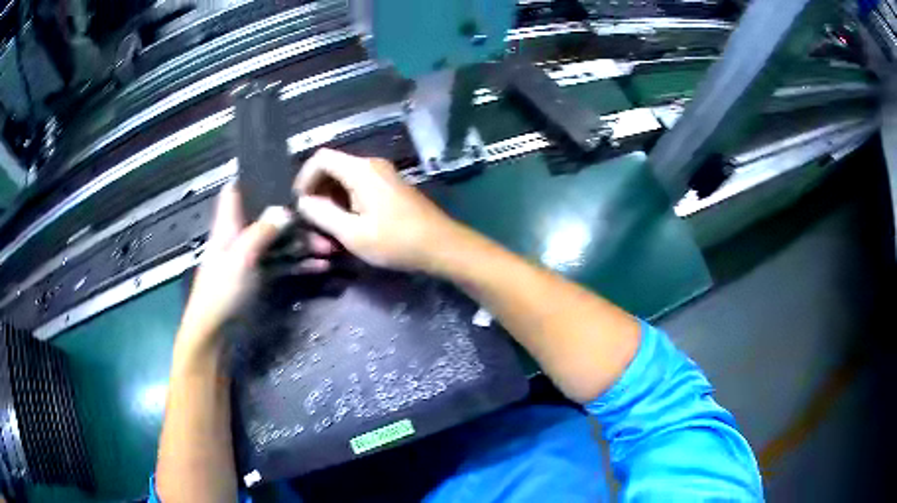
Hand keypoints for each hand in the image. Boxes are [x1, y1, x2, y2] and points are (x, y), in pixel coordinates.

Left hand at [177, 183, 331, 355]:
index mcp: (228, 226)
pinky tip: (321, 267)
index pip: (235, 192)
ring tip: (330, 249)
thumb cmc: (221, 291)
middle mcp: (240, 238)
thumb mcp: (240, 258)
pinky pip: (283, 265)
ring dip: (302, 244)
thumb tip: (284, 209)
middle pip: (267, 218)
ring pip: (279, 243)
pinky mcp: (260, 278)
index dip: (252, 179)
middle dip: (294, 218)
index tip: (280, 172)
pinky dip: (299, 264)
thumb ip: (261, 232)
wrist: (215, 333)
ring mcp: (251, 259)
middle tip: (323, 220)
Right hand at [294, 149, 460, 271]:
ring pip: (345, 177)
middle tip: (312, 219)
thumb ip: (322, 215)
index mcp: (361, 170)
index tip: (299, 204)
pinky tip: (347, 223)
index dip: (304, 178)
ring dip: (331, 198)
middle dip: (317, 190)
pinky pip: (359, 185)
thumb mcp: (352, 233)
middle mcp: (371, 164)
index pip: (321, 158)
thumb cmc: (396, 241)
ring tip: (327, 225)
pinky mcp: (390, 186)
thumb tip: (303, 202)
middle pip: (332, 167)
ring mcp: (383, 174)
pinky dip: (346, 200)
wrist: (441, 246)